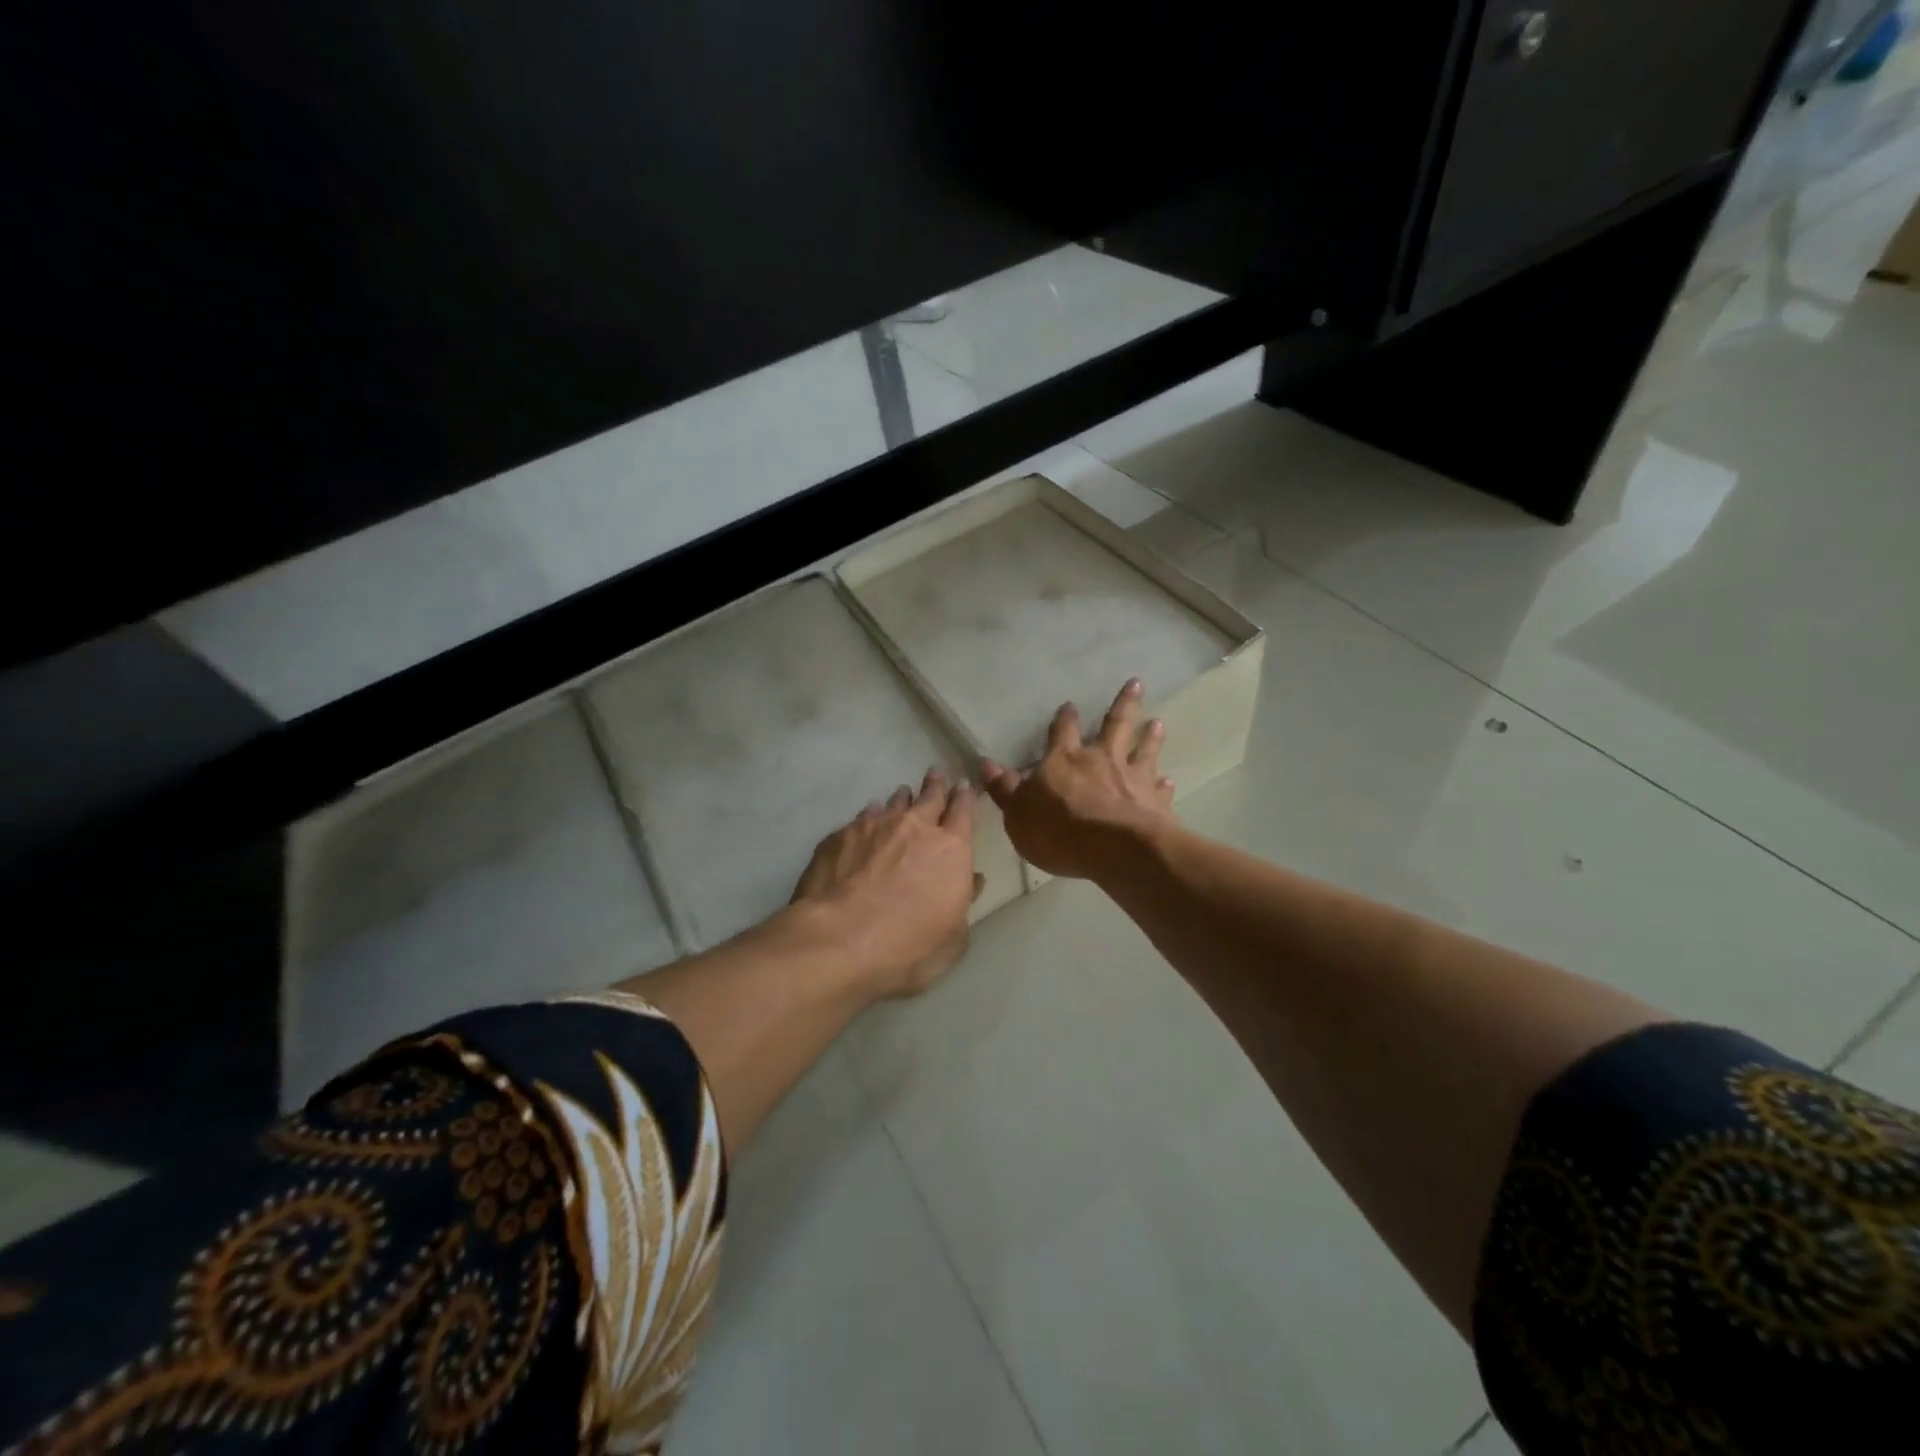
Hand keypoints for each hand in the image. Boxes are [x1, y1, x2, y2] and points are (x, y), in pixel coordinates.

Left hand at [791, 768, 982, 997]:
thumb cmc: (909, 947)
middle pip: (929, 797)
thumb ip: (963, 904)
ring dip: (901, 800)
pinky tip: (864, 824)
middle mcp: (914, 827)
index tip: (963, 785)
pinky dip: (868, 820)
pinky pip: (861, 820)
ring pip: (893, 804)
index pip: (963, 811)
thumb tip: (971, 881)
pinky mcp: (840, 836)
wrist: (840, 941)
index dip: (964, 797)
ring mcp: (874, 827)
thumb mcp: (952, 939)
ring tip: (902, 795)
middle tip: (935, 775)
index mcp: (951, 849)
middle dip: (935, 786)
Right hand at [982, 679, 1175, 879]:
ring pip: (1144, 749)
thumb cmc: (1059, 830)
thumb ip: (1005, 789)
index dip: (1064, 719)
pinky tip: (1169, 780)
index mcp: (1065, 761)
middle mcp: (1102, 760)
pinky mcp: (1156, 802)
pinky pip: (1160, 789)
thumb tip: (987, 764)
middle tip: (1136, 682)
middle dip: (1124, 704)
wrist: (1116, 849)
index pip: (1062, 732)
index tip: (1070, 705)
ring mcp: (1133, 778)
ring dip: (1150, 735)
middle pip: (1115, 725)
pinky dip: (1163, 783)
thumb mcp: (1018, 814)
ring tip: (1158, 721)